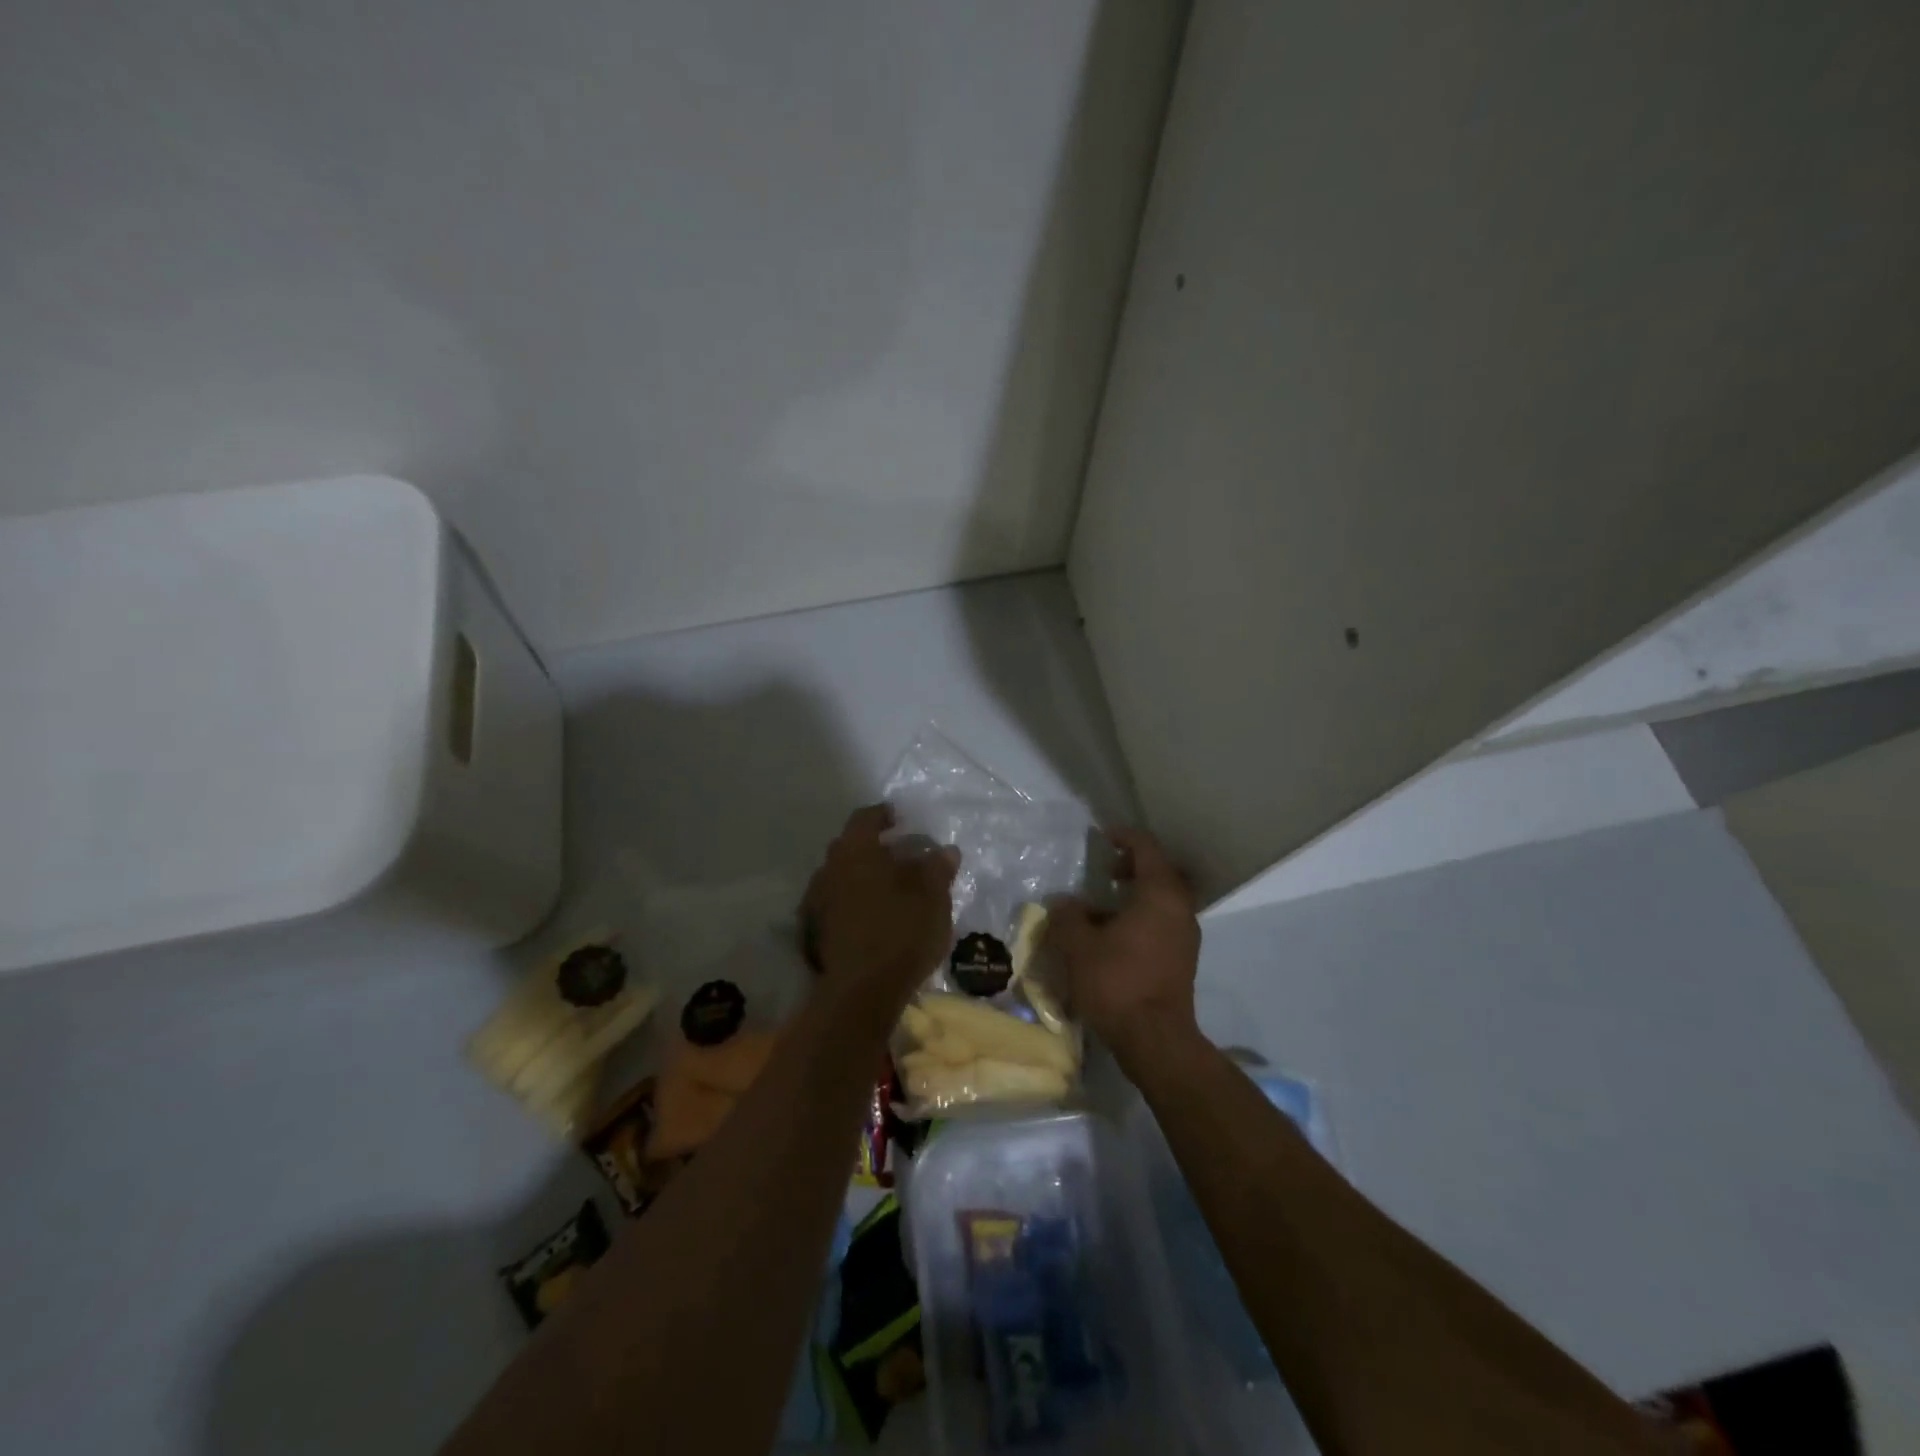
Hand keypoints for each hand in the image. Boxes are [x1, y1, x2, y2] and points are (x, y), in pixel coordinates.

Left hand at [801, 805, 957, 1022]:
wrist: (861, 992)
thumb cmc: (901, 931)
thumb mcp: (933, 897)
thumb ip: (937, 868)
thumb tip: (945, 850)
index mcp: (855, 850)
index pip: (865, 818)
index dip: (884, 815)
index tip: (900, 819)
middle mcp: (829, 868)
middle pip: (851, 847)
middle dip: (875, 848)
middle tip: (901, 855)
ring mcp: (816, 902)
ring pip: (842, 877)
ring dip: (863, 877)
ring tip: (891, 889)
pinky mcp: (814, 932)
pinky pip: (837, 904)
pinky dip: (854, 902)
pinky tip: (874, 916)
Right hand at [1046, 827, 1201, 1067]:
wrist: (1155, 1040)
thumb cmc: (1117, 982)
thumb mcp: (1078, 946)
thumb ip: (1067, 917)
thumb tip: (1064, 904)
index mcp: (1160, 894)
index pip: (1146, 848)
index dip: (1123, 837)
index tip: (1102, 836)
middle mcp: (1180, 909)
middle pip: (1159, 873)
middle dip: (1131, 867)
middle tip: (1104, 872)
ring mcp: (1186, 936)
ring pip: (1161, 901)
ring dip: (1134, 897)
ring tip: (1100, 909)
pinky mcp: (1182, 960)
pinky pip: (1162, 924)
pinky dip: (1140, 918)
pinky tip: (1112, 938)